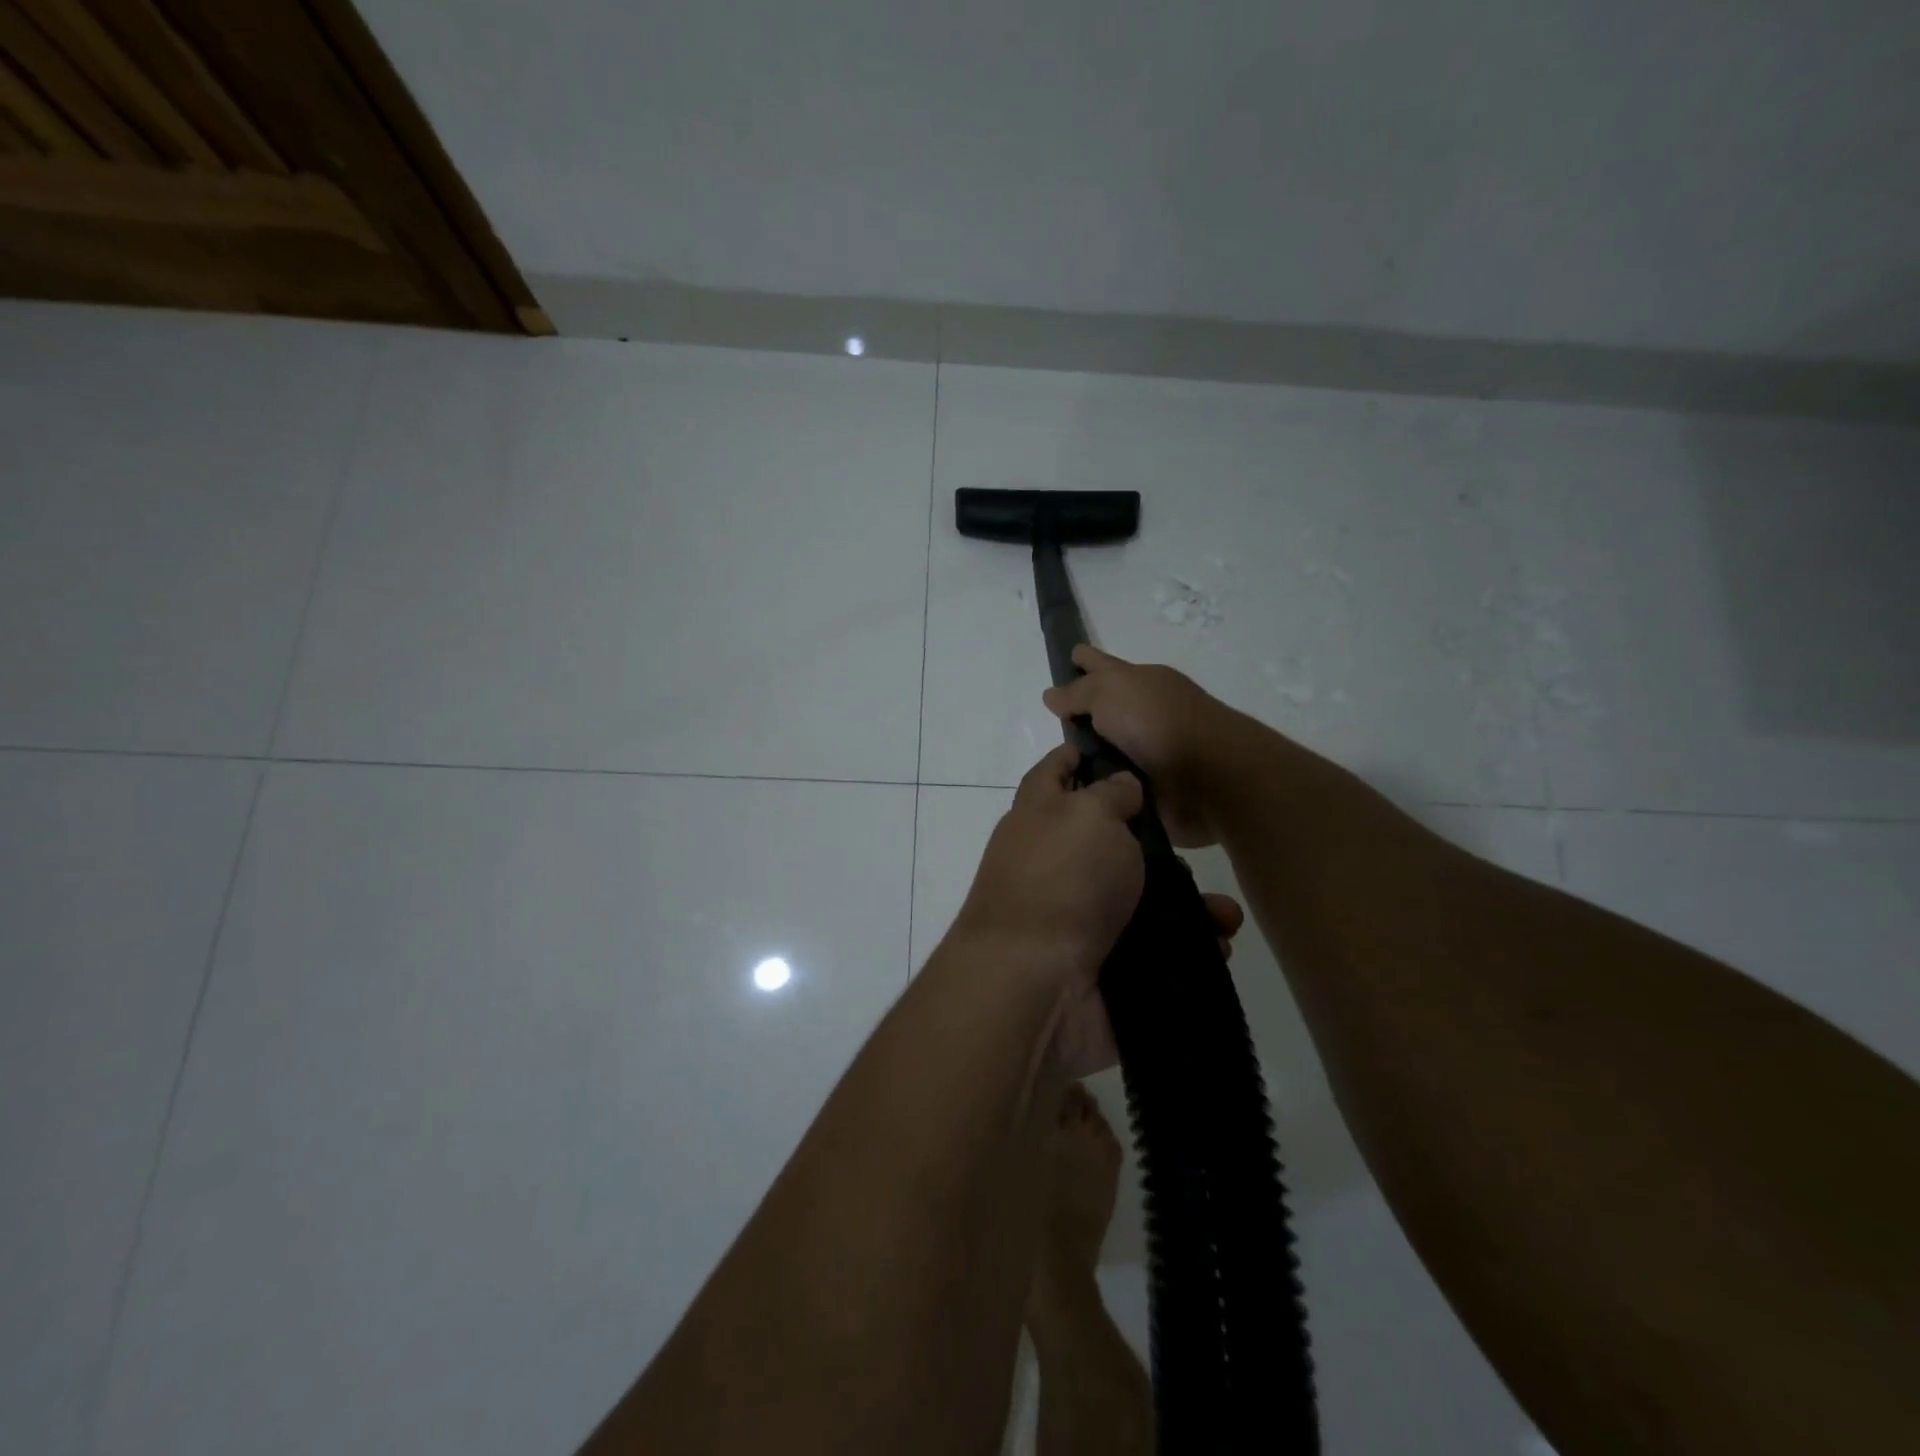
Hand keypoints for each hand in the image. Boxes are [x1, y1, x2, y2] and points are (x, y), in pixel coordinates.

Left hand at [952, 743, 1246, 1077]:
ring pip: (1141, 899)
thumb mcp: (1088, 814)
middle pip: (1107, 841)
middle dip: (1156, 843)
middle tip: (1195, 846)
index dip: (1079, 755)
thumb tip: (1121, 786)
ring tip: (1225, 912)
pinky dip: (1188, 947)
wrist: (1034, 986)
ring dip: (1187, 903)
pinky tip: (1219, 945)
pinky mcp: (1102, 966)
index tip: (1116, 747)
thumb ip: (1110, 794)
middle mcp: (1054, 865)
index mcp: (1039, 818)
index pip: (1055, 772)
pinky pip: (1154, 950)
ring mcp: (1076, 919)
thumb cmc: (1061, 881)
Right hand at [1041, 645, 1245, 846]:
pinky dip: (1101, 790)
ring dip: (1088, 762)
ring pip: (1108, 753)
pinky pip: (1116, 786)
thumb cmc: (1159, 723)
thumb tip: (1052, 694)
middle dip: (1080, 718)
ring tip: (1056, 773)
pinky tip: (1077, 800)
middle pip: (1104, 712)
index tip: (1066, 658)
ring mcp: (1150, 753)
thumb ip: (1079, 692)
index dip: (1083, 660)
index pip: (1102, 665)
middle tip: (1048, 729)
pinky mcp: (1153, 790)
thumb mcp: (1110, 692)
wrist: (1211, 779)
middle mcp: (1145, 715)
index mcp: (1141, 683)